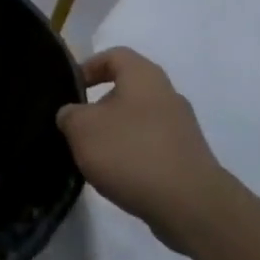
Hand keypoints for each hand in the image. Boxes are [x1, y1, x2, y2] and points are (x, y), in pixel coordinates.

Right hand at [57, 47, 222, 248]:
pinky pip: (153, 145)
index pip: (114, 55)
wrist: (190, 204)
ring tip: (95, 156)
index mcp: (143, 76)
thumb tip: (72, 114)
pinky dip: (134, 155)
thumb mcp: (82, 129)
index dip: (88, 67)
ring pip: (140, 119)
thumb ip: (69, 115)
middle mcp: (167, 93)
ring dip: (116, 133)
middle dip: (100, 106)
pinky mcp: (189, 157)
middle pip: (128, 89)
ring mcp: (182, 126)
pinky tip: (120, 176)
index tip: (70, 90)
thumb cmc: (130, 152)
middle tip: (78, 127)